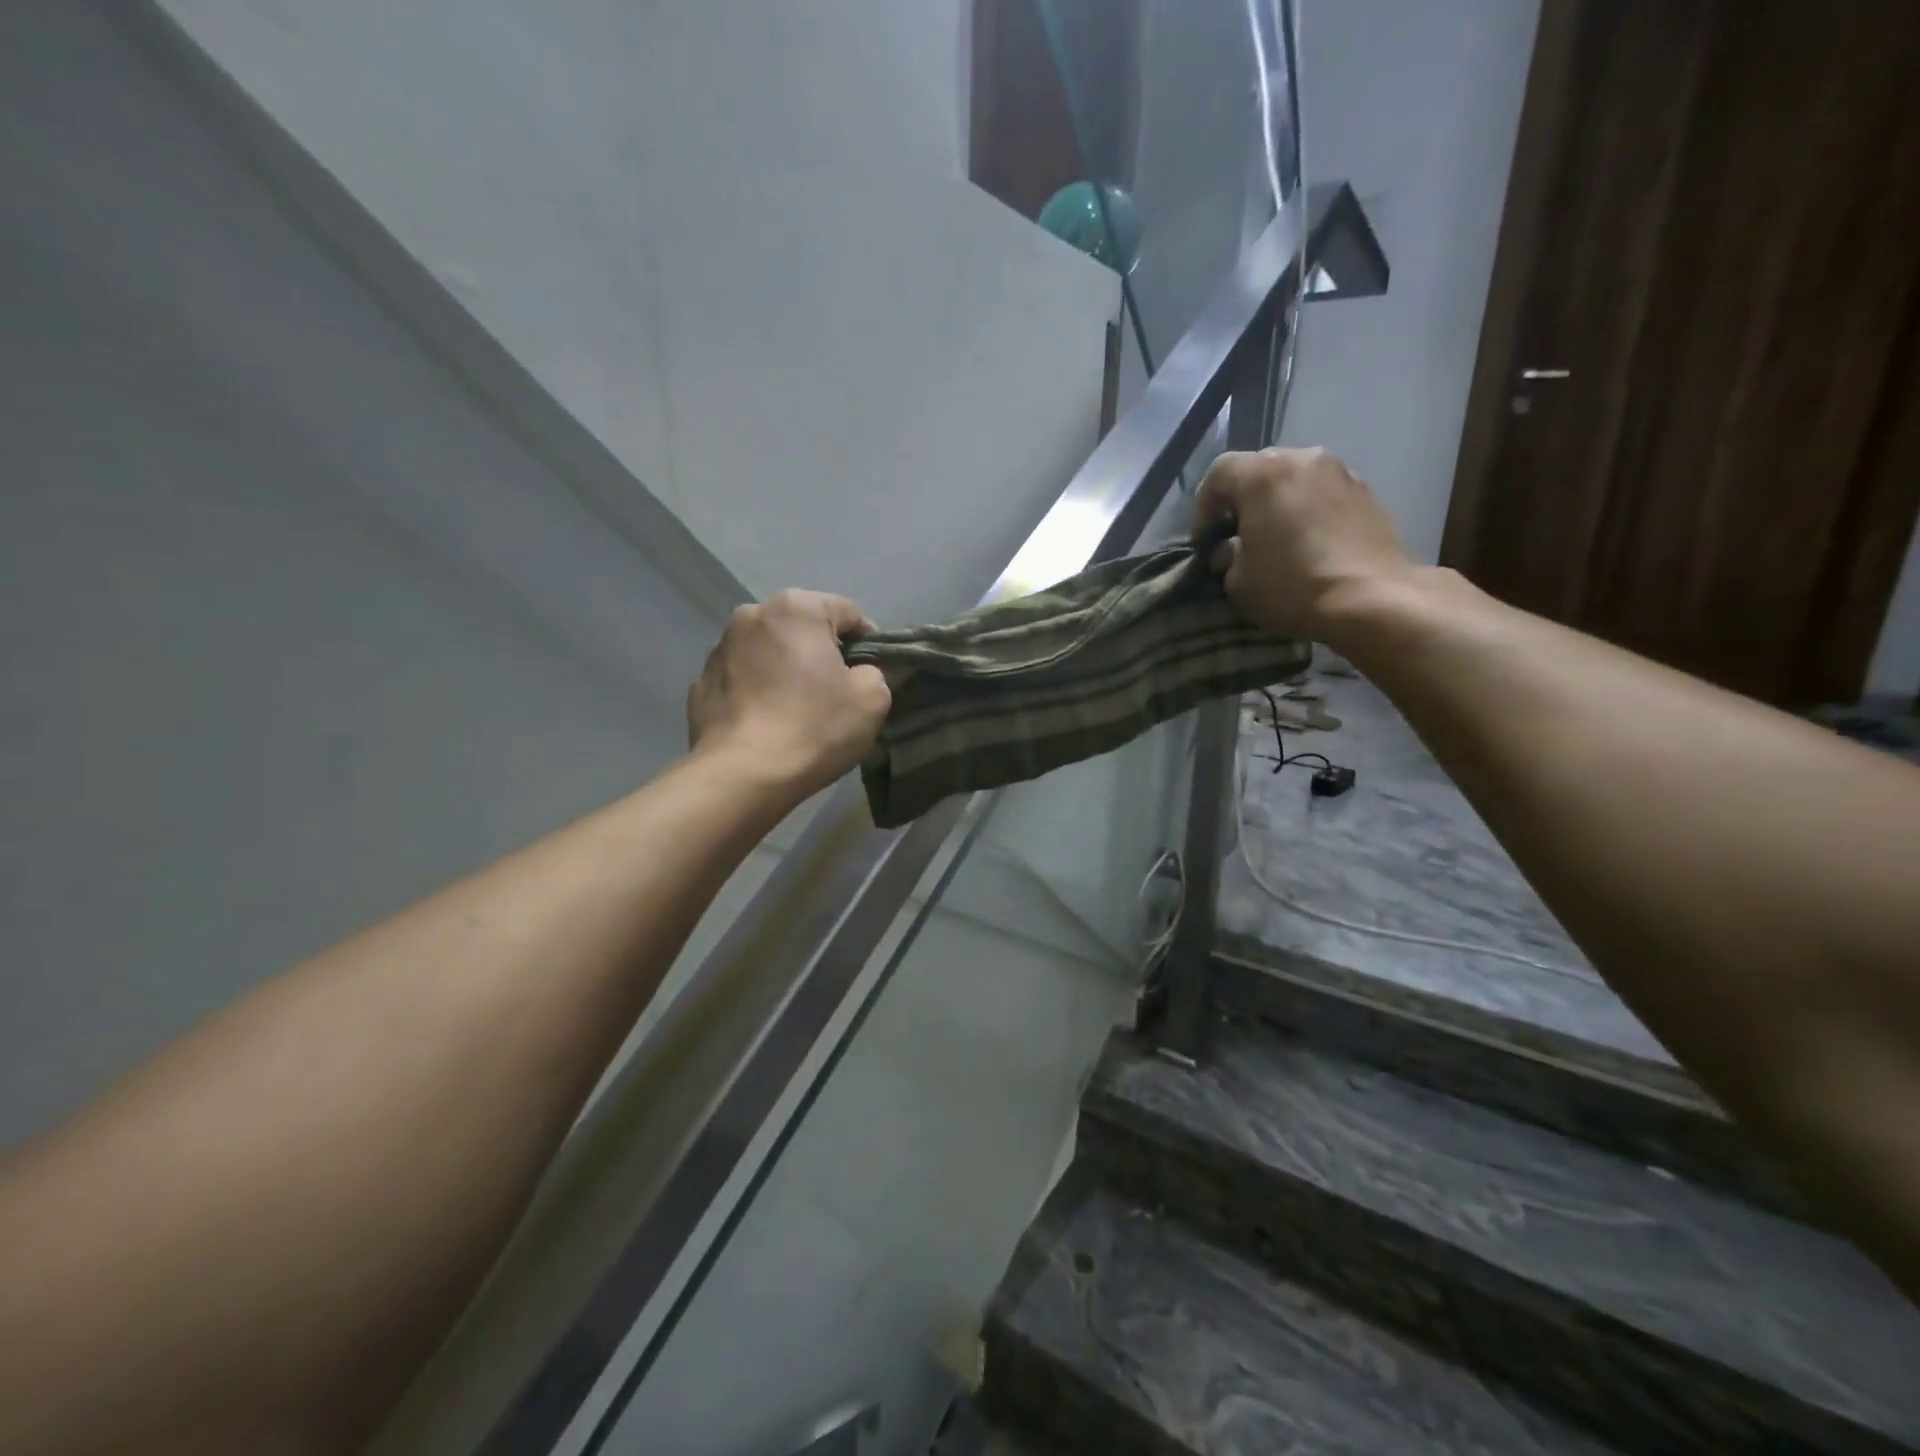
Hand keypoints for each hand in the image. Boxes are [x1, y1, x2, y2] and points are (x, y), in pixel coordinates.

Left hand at [687, 589, 891, 794]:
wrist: (742, 775)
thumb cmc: (814, 728)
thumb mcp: (873, 699)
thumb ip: (874, 672)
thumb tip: (857, 673)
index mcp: (796, 608)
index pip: (849, 614)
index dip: (869, 645)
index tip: (872, 678)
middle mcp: (752, 614)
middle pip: (804, 629)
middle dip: (823, 655)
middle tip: (836, 695)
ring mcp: (719, 648)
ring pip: (771, 652)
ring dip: (787, 671)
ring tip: (797, 711)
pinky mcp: (700, 682)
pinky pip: (744, 679)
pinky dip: (759, 692)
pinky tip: (768, 724)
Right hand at [1193, 447, 1414, 639]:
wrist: (1371, 598)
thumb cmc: (1292, 586)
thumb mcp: (1238, 581)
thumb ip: (1227, 556)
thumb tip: (1230, 550)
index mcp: (1262, 475)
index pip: (1219, 472)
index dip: (1204, 506)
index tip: (1205, 540)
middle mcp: (1301, 459)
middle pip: (1259, 468)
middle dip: (1242, 499)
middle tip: (1237, 535)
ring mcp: (1339, 471)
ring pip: (1294, 478)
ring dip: (1277, 502)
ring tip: (1274, 537)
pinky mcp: (1366, 491)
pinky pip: (1321, 492)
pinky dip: (1307, 509)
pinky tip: (1307, 541)